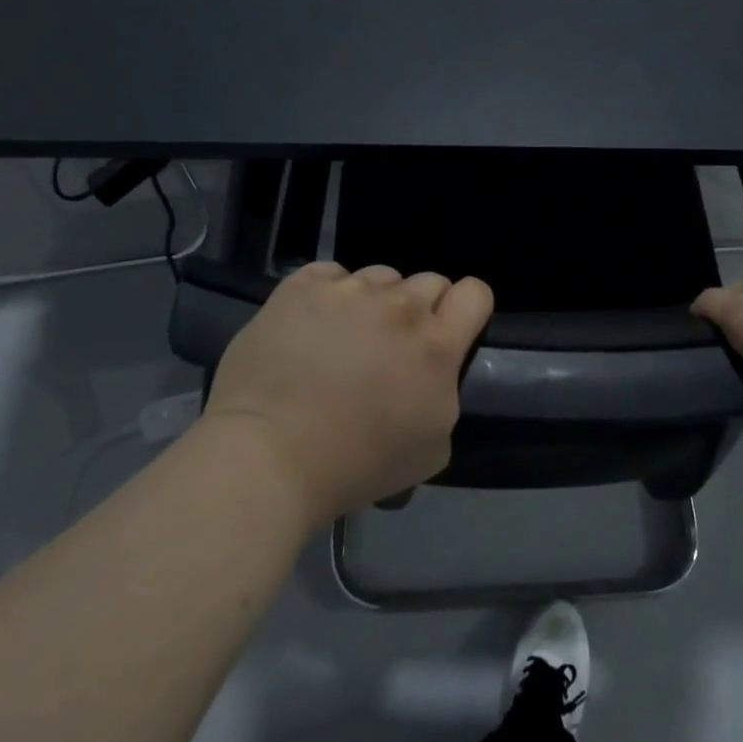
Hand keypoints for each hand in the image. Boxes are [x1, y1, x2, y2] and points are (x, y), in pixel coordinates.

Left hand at [198, 262, 493, 524]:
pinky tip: (312, 324)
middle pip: (429, 281)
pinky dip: (329, 294)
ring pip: (379, 276)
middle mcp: (400, 306)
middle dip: (419, 308)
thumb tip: (433, 373)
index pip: (475, 292)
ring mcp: (349, 290)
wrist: (267, 458)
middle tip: (393, 344)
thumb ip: (445, 394)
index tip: (449, 328)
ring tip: (345, 335)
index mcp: (436, 345)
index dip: (466, 308)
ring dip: (374, 301)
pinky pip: (331, 274)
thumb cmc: (354, 466)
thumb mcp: (431, 449)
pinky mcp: (302, 286)